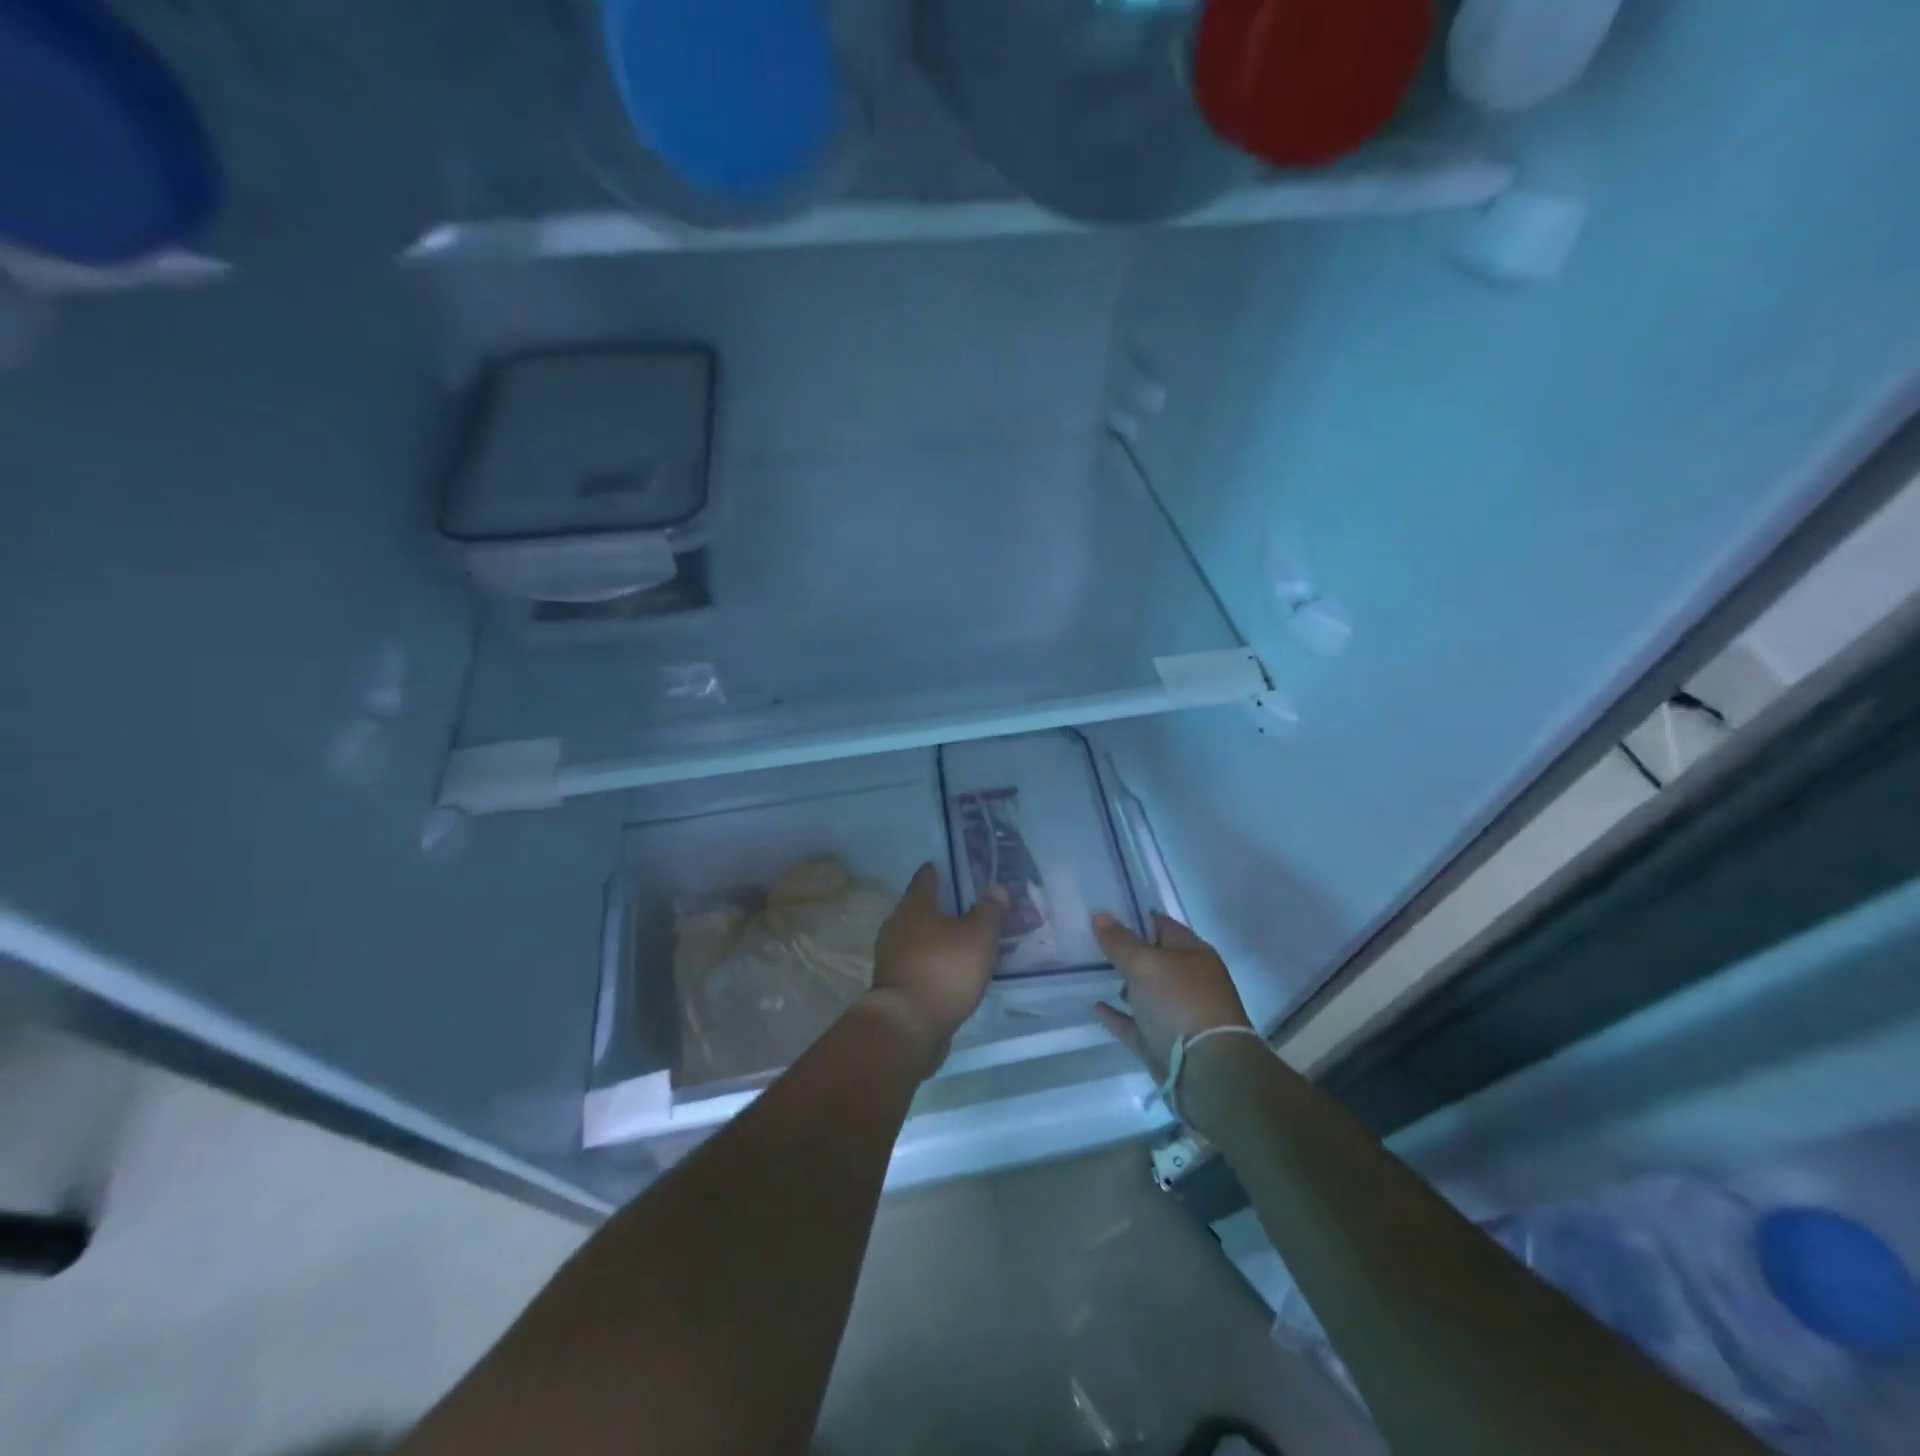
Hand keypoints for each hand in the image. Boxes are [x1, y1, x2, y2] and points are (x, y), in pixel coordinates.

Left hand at [867, 863, 1003, 1075]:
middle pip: (917, 909)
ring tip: (957, 940)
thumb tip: (997, 887)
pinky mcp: (893, 985)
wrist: (907, 1025)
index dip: (935, 872)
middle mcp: (896, 926)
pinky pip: (915, 963)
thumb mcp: (978, 937)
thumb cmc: (944, 970)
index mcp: (914, 907)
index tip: (942, 866)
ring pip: (915, 938)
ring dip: (933, 938)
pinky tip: (947, 970)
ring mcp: (890, 957)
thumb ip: (989, 911)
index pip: (924, 879)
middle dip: (936, 907)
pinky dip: (930, 962)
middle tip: (960, 905)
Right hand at [1092, 911, 1251, 1080]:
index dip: (1132, 916)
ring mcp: (1176, 1013)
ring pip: (1144, 991)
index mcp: (1193, 953)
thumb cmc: (1179, 1002)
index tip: (1101, 912)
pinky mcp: (1162, 1042)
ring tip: (1087, 970)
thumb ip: (1120, 941)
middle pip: (1152, 958)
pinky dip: (1117, 1014)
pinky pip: (1135, 1023)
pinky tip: (1095, 1005)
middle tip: (1086, 939)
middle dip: (1123, 950)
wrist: (1207, 1071)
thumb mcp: (1145, 964)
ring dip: (1121, 982)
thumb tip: (1100, 915)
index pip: (1160, 924)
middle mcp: (1187, 980)